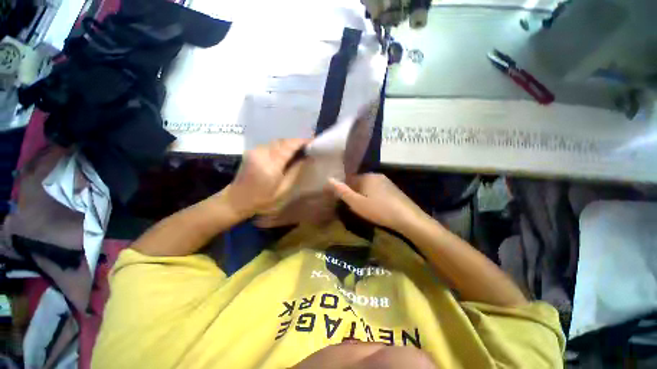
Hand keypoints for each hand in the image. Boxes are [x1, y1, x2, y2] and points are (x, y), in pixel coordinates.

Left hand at [226, 139, 307, 216]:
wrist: (237, 199)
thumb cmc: (262, 199)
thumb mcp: (283, 189)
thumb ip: (295, 171)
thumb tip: (306, 158)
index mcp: (271, 165)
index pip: (289, 146)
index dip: (302, 142)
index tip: (313, 142)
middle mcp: (262, 153)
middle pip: (283, 141)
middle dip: (297, 142)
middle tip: (308, 147)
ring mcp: (256, 151)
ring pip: (277, 141)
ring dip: (289, 143)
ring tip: (300, 149)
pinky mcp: (253, 151)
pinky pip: (271, 144)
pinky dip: (281, 146)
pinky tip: (287, 152)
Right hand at [328, 174, 429, 232]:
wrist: (407, 218)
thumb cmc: (378, 210)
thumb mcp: (357, 203)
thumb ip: (342, 191)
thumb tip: (329, 179)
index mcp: (366, 176)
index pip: (350, 178)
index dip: (345, 189)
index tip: (345, 200)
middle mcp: (376, 175)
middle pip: (359, 182)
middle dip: (355, 192)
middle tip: (354, 206)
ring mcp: (386, 181)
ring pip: (369, 186)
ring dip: (364, 195)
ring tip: (364, 208)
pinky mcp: (393, 189)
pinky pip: (378, 190)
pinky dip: (374, 196)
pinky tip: (376, 207)